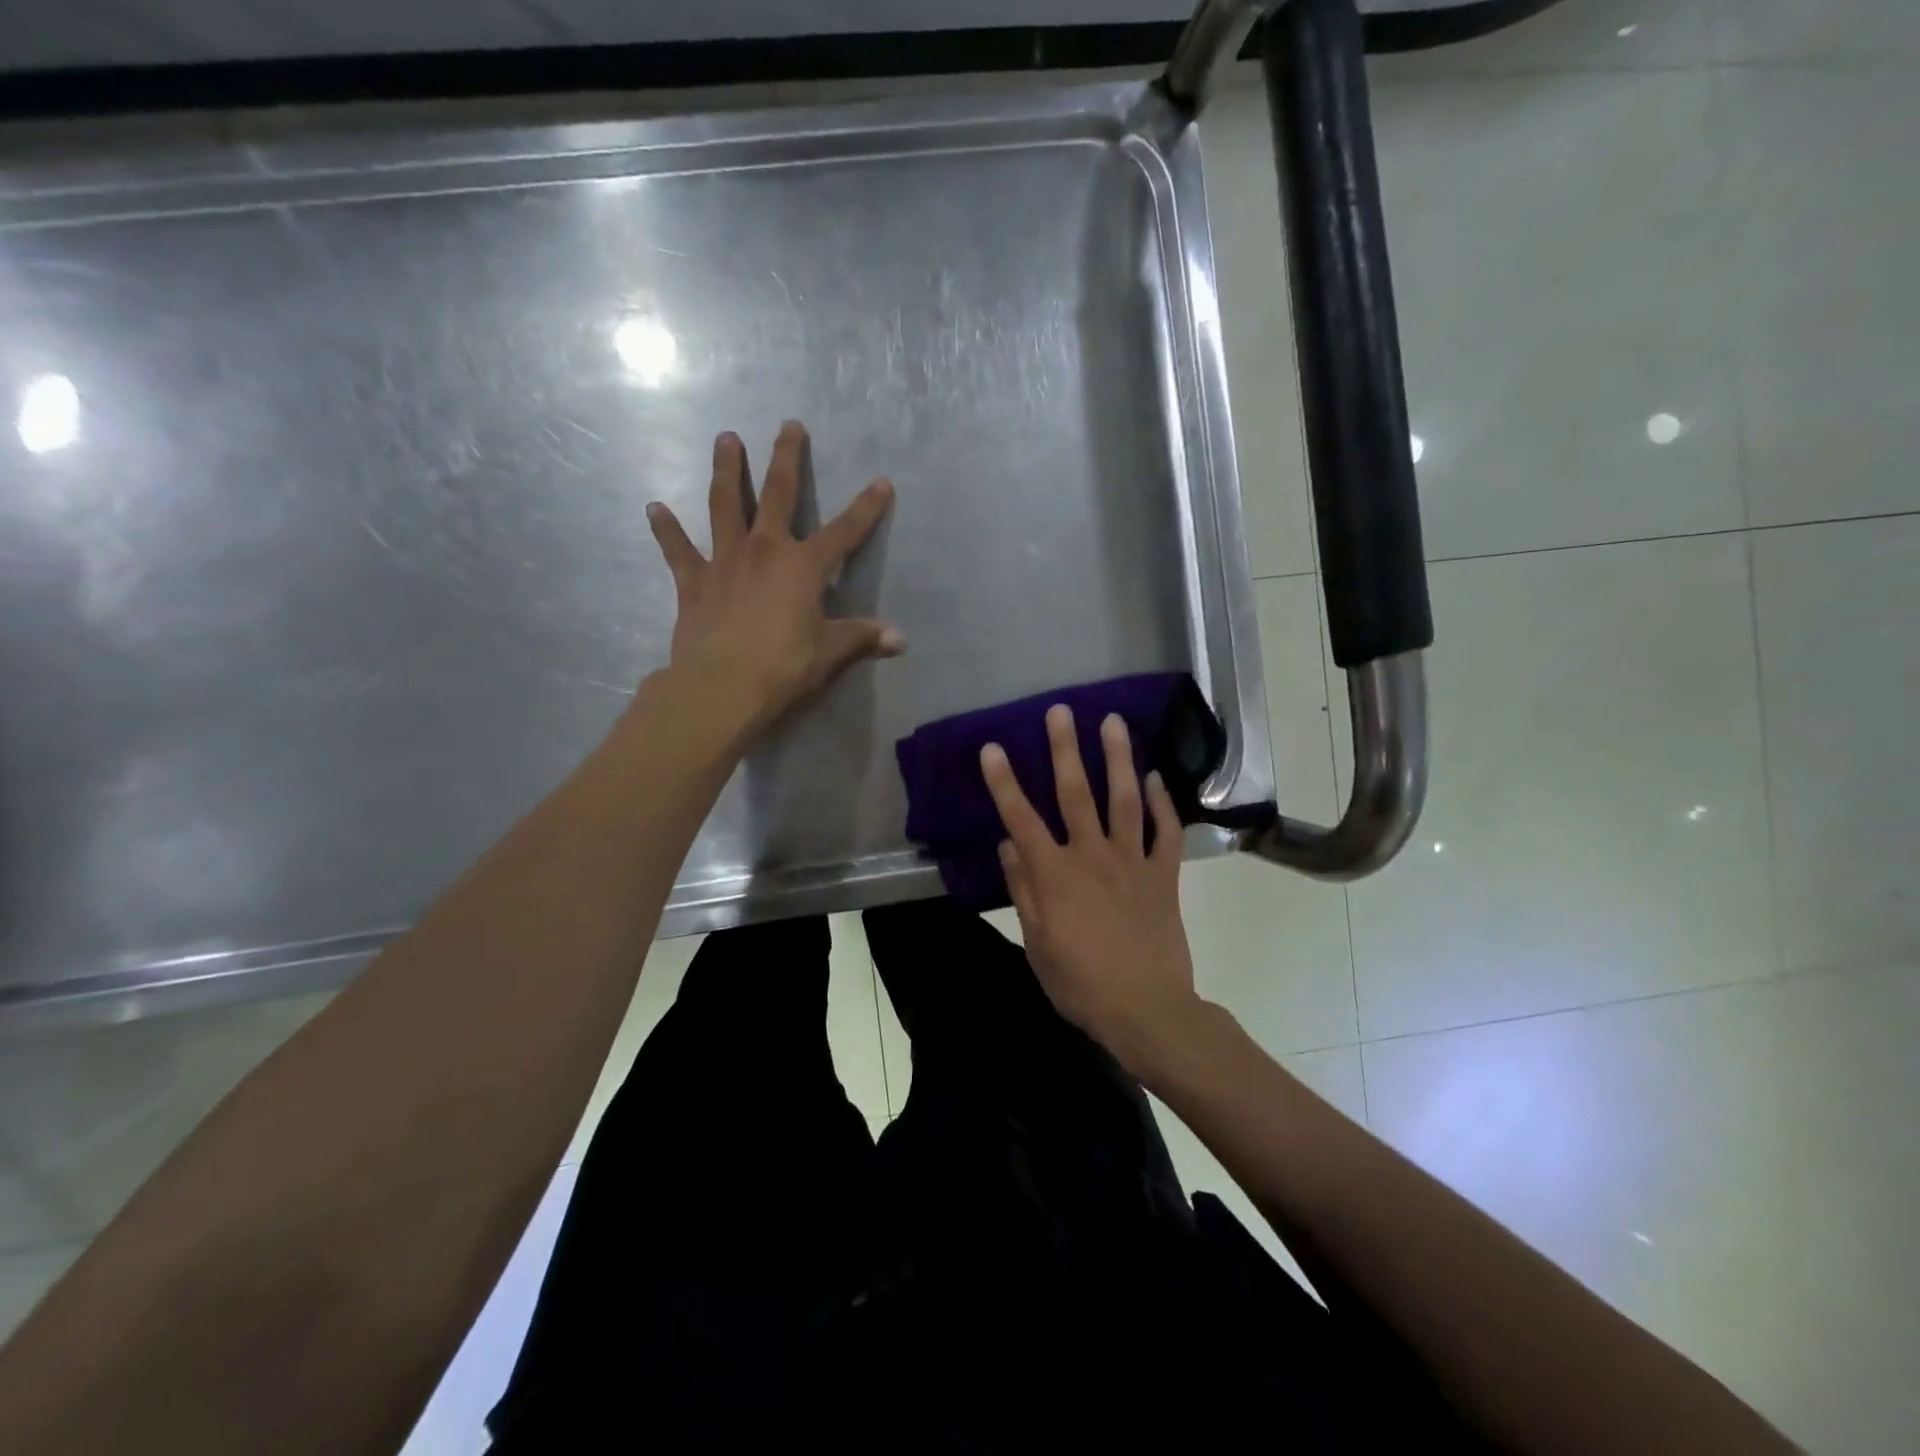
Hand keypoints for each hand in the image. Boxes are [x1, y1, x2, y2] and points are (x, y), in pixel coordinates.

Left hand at [646, 422, 901, 738]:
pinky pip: (678, 550)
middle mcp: (764, 550)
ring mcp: (725, 561)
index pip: (844, 531)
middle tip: (788, 426)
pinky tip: (655, 508)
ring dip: (726, 469)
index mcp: (803, 566)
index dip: (866, 508)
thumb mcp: (829, 653)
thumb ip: (862, 638)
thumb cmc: (782, 667)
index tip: (881, 482)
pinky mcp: (693, 581)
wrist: (720, 686)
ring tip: (725, 438)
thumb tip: (900, 640)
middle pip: (777, 493)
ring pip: (724, 504)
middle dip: (786, 458)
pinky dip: (666, 529)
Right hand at [980, 705, 1207, 1077]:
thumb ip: (1023, 889)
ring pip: (1124, 799)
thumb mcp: (1037, 943)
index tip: (992, 747)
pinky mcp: (1164, 875)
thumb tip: (1008, 844)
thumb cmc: (1080, 983)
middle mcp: (1092, 855)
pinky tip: (1156, 777)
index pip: (1021, 818)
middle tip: (1060, 711)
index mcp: (1055, 874)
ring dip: (1117, 758)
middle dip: (1064, 749)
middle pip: (1075, 793)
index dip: (1004, 781)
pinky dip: (1163, 803)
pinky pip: (1166, 831)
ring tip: (1112, 721)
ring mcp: (1133, 861)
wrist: (1146, 1010)